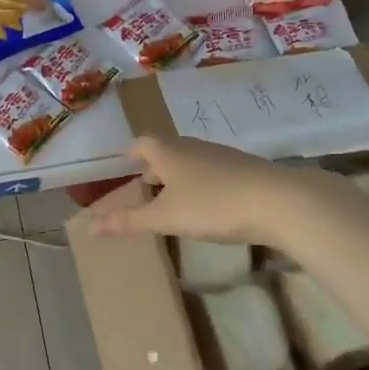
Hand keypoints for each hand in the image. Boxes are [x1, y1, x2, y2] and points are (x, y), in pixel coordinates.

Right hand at [86, 135, 298, 244]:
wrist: (279, 201)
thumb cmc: (212, 205)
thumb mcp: (165, 218)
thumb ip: (128, 221)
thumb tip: (89, 226)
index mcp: (169, 152)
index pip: (142, 143)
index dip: (131, 153)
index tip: (124, 164)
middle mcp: (194, 147)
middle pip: (167, 149)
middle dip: (154, 165)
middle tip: (144, 184)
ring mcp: (222, 156)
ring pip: (192, 160)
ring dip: (178, 174)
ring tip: (173, 197)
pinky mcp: (245, 169)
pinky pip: (213, 171)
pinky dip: (202, 183)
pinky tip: (208, 204)